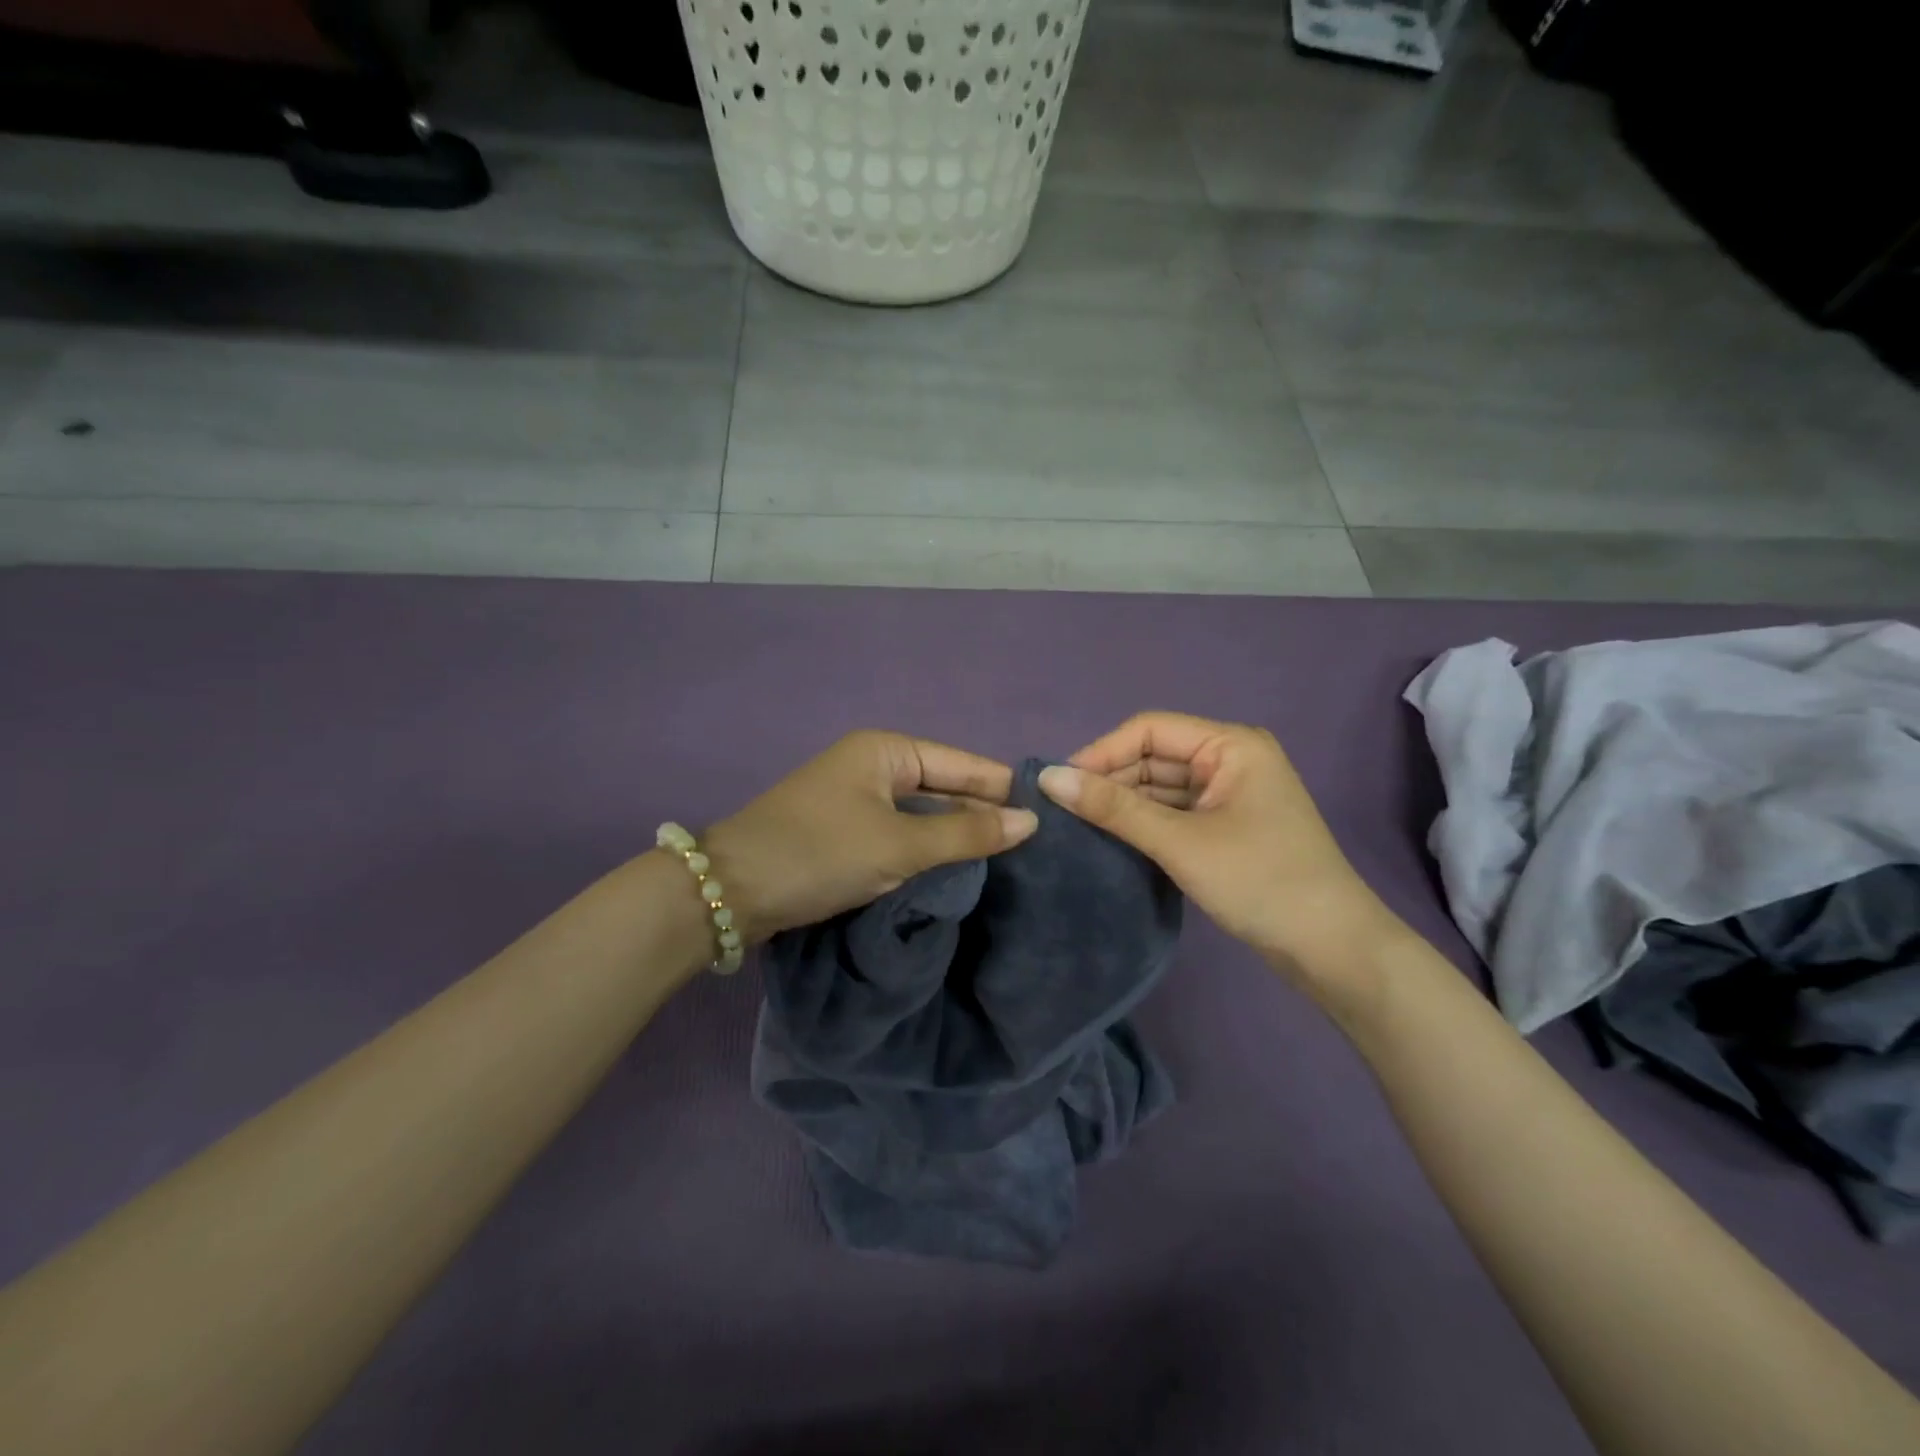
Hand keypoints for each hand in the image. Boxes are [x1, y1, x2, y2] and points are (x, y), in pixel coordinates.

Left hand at [702, 731, 1037, 943]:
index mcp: (886, 750)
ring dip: (955, 834)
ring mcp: (855, 798)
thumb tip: (1030, 821)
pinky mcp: (843, 830)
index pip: (963, 764)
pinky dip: (926, 848)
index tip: (1050, 815)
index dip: (1003, 789)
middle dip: (982, 813)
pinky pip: (899, 832)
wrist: (730, 891)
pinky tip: (955, 868)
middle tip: (1034, 846)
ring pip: (922, 813)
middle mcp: (872, 765)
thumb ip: (966, 833)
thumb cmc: (820, 854)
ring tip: (1007, 860)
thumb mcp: (899, 845)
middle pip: (944, 786)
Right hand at [1038, 712, 1404, 1007]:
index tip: (1059, 784)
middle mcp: (1231, 759)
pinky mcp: (1227, 827)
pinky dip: (1144, 823)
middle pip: (1154, 756)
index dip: (1102, 751)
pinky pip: (1174, 811)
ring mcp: (1231, 795)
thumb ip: (1113, 808)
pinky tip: (1112, 839)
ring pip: (1162, 786)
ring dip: (1124, 803)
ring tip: (1077, 826)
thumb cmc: (1259, 881)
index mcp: (1231, 745)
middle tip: (1063, 811)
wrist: (1331, 949)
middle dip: (1111, 779)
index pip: (1150, 729)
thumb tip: (1048, 778)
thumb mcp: (1180, 842)